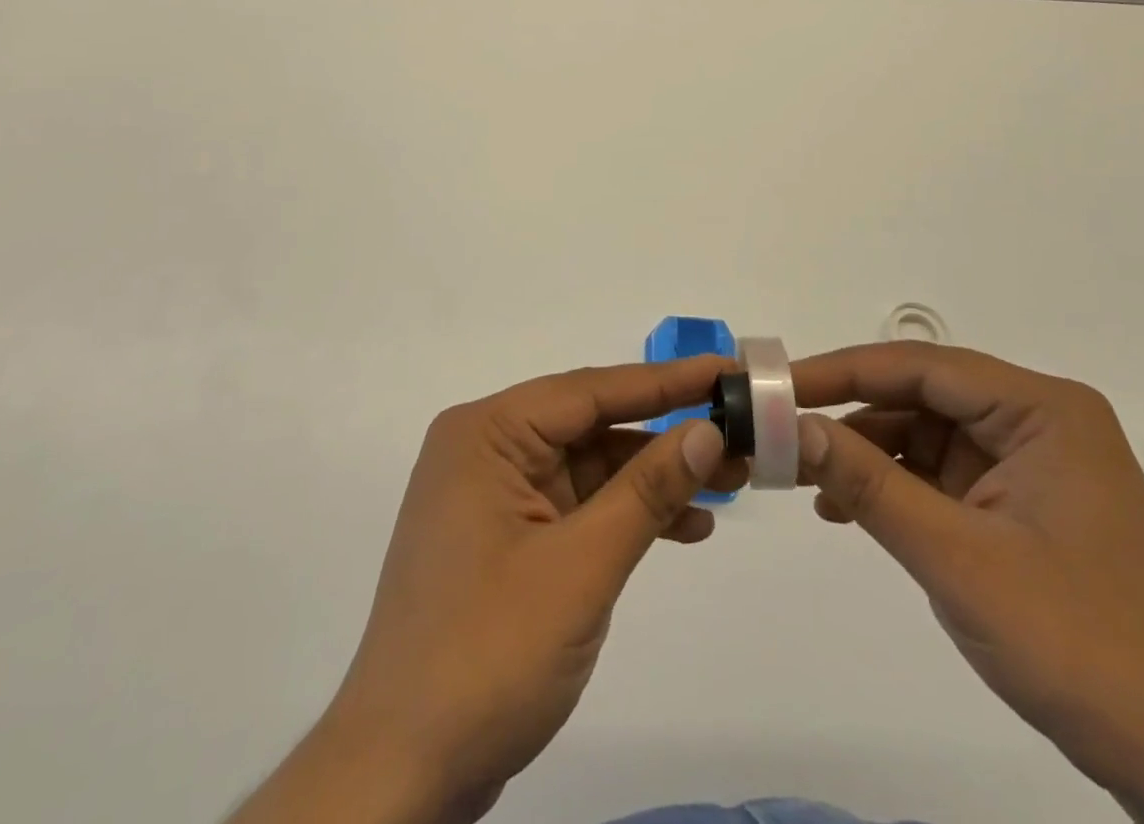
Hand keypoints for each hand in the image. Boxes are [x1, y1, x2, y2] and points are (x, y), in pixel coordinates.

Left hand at [244, 357, 745, 823]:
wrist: (404, 774)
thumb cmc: (488, 654)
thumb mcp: (581, 567)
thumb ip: (646, 491)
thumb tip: (707, 429)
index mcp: (487, 433)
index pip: (590, 390)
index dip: (665, 381)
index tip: (725, 369)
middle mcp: (487, 449)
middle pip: (591, 424)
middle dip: (666, 434)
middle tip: (740, 432)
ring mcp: (494, 495)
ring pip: (590, 465)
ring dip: (653, 477)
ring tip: (728, 482)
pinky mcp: (507, 538)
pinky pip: (577, 505)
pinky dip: (626, 514)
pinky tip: (683, 527)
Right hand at [792, 342, 1143, 823]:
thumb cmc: (1076, 645)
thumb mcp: (956, 558)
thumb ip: (869, 483)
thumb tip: (791, 427)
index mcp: (1042, 409)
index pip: (921, 366)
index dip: (842, 371)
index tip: (778, 387)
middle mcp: (1037, 419)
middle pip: (920, 395)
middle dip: (849, 415)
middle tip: (780, 431)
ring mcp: (1030, 460)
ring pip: (923, 431)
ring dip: (865, 454)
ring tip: (804, 480)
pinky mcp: (1020, 499)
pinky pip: (939, 471)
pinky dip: (892, 485)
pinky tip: (846, 508)